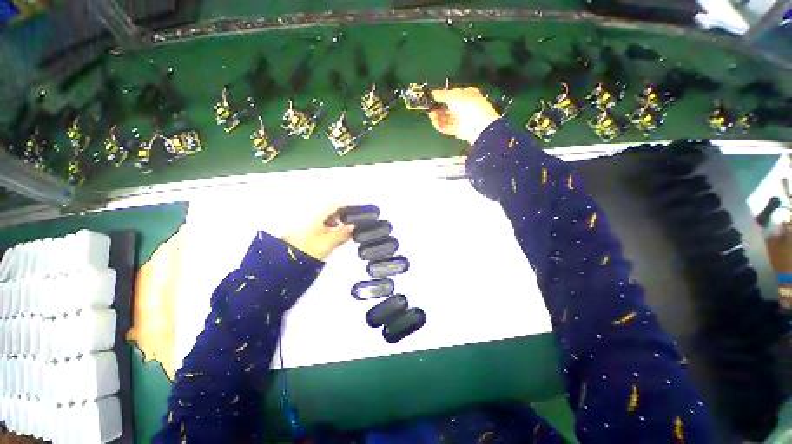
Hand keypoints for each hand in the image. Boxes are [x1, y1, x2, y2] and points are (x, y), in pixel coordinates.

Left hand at [283, 206, 354, 259]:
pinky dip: (329, 225)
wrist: (287, 259)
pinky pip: (321, 222)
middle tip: (353, 217)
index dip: (348, 205)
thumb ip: (342, 233)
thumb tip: (352, 227)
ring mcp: (307, 221)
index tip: (357, 206)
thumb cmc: (305, 249)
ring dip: (336, 219)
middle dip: (343, 212)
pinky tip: (332, 232)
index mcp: (317, 215)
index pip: (336, 205)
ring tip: (344, 227)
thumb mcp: (328, 242)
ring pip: (326, 216)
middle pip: (331, 209)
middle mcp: (311, 215)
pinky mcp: (305, 228)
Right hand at [428, 87, 500, 144]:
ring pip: (447, 118)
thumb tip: (433, 93)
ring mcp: (462, 120)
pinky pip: (448, 128)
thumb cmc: (468, 106)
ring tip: (431, 117)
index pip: (452, 95)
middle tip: (429, 109)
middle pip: (448, 108)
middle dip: (438, 108)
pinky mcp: (459, 131)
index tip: (432, 99)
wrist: (478, 126)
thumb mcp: (453, 96)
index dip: (442, 96)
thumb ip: (442, 94)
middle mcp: (465, 107)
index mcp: (467, 94)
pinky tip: (435, 123)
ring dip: (438, 117)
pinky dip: (441, 126)